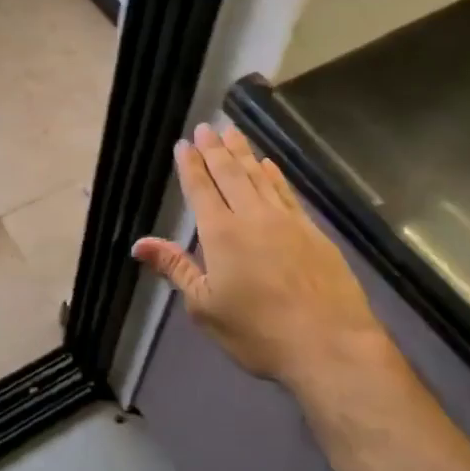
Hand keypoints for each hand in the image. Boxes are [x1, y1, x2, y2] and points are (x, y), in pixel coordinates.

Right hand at [132, 123, 397, 396]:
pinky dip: (274, 175)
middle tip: (206, 126)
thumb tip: (139, 244)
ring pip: (259, 176)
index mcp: (221, 234)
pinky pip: (287, 192)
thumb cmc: (259, 332)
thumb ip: (176, 268)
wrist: (330, 343)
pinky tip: (269, 165)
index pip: (201, 190)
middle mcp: (252, 216)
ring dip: (243, 153)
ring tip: (232, 132)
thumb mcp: (206, 307)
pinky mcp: (312, 230)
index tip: (183, 143)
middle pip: (229, 174)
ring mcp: (286, 220)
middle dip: (215, 149)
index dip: (190, 165)